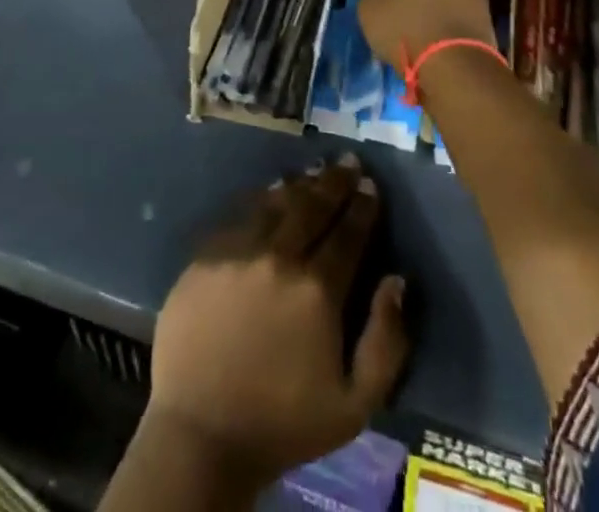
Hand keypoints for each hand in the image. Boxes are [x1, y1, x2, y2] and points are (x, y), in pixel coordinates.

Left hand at [143, 156, 409, 489]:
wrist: (201, 435)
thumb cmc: (283, 423)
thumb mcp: (354, 405)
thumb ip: (386, 342)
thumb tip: (396, 280)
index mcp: (317, 290)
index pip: (348, 233)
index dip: (363, 207)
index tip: (371, 186)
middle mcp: (279, 257)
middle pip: (313, 206)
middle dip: (336, 182)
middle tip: (349, 162)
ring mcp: (238, 251)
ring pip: (276, 202)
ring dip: (301, 184)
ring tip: (316, 170)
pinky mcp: (206, 255)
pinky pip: (241, 214)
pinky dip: (262, 199)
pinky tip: (272, 192)